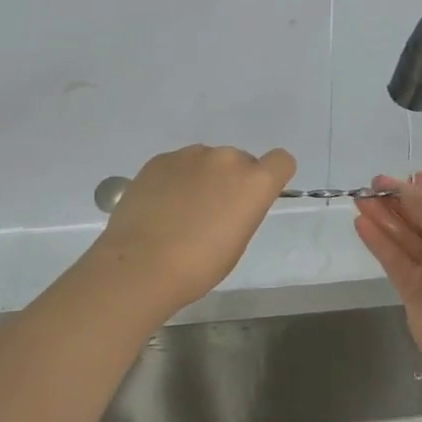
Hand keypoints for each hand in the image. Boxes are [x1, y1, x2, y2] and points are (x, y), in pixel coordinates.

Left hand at [89, 144, 296, 317]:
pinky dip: (175, 180)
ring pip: (207, 161)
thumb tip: (231, 201)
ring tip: (180, 211)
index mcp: (254, 182)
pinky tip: (159, 206)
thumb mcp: (237, 241)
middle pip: (240, 161)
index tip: (255, 197)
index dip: (272, 176)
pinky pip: (178, 165)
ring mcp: (191, 155)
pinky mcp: (160, 159)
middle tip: (211, 212)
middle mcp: (227, 159)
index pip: (281, 161)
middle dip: (231, 181)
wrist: (140, 265)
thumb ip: (243, 209)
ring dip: (202, 178)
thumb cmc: (198, 266)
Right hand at [352, 173, 421, 372]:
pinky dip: (379, 241)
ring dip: (385, 217)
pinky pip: (396, 259)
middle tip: (374, 184)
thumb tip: (406, 187)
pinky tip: (361, 222)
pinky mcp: (415, 290)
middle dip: (403, 201)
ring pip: (408, 238)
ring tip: (360, 198)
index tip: (410, 178)